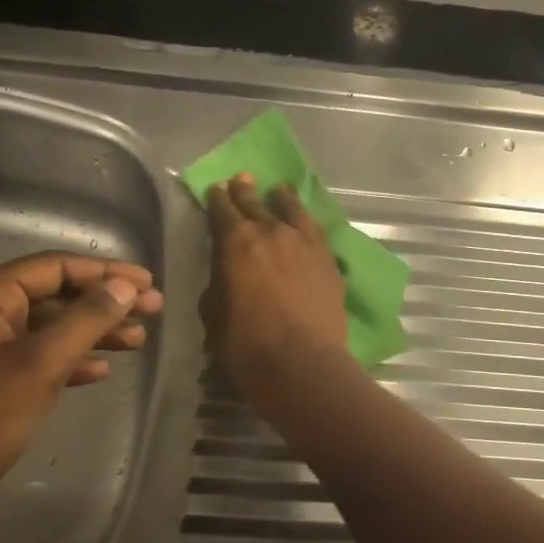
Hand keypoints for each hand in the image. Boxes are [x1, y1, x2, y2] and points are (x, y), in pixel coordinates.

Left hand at [0, 252, 163, 535]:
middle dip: (104, 302)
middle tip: (153, 311)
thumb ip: (86, 320)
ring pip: (50, 330)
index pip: (53, 267)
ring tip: (138, 341)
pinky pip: (39, 360)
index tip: (148, 284)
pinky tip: (101, 371)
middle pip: (54, 295)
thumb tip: (126, 286)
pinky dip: (71, 361)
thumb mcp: (40, 365)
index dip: (104, 272)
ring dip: (93, 332)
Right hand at [203, 174, 346, 394]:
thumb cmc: (246, 344)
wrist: (301, 363)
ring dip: (282, 199)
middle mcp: (271, 232)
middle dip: (245, 191)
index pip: (222, 210)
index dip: (217, 199)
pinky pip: (316, 231)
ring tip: (280, 190)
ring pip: (292, 210)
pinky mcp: (329, 260)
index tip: (215, 190)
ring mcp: (305, 243)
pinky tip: (306, 222)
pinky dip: (307, 222)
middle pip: (256, 203)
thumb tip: (225, 276)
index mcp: (236, 242)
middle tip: (242, 179)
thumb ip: (218, 285)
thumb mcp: (214, 315)